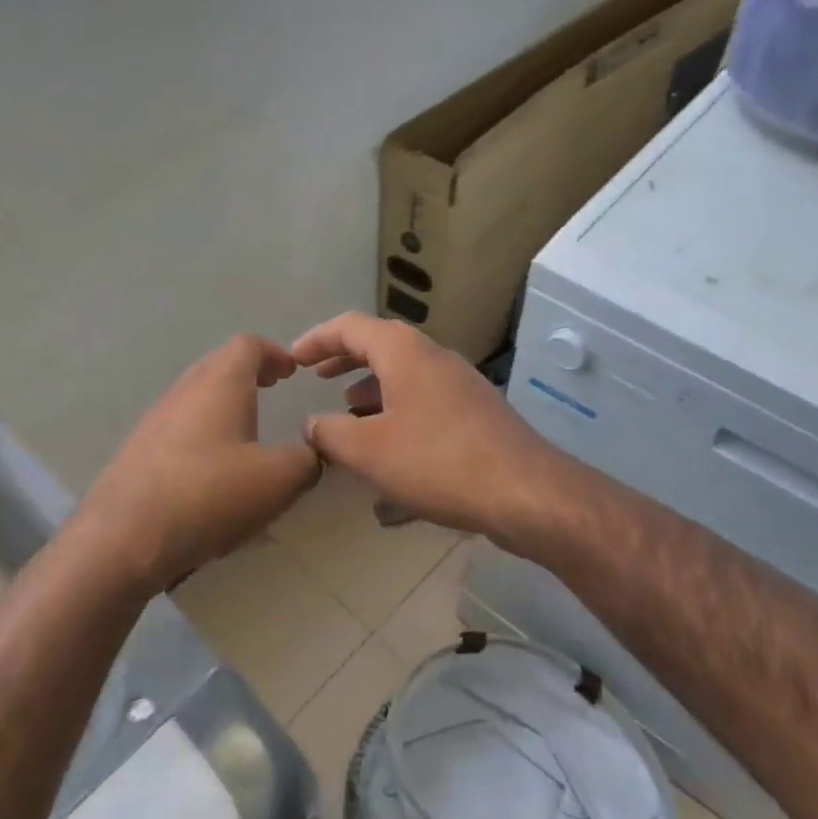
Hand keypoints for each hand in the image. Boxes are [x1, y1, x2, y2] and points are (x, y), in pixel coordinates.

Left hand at [74, 335, 321, 587]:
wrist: (122, 538)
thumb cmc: (209, 495)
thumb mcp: (279, 480)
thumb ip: (306, 459)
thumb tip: (311, 451)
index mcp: (220, 384)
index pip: (248, 345)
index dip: (275, 352)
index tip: (292, 371)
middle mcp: (184, 391)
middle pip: (218, 364)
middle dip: (249, 372)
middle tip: (272, 387)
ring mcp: (154, 420)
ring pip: (196, 395)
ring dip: (223, 401)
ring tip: (246, 429)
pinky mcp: (137, 451)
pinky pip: (178, 426)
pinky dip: (203, 430)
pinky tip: (211, 467)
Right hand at [289, 312, 563, 540]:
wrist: (525, 492)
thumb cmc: (438, 463)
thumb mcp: (369, 451)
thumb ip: (330, 433)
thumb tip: (311, 424)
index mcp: (405, 353)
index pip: (350, 327)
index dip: (316, 339)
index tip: (292, 359)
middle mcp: (435, 357)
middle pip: (381, 344)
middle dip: (344, 359)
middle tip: (316, 376)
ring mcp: (461, 383)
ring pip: (405, 373)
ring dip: (371, 386)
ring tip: (347, 412)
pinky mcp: (476, 412)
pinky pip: (425, 397)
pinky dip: (397, 407)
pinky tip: (390, 443)